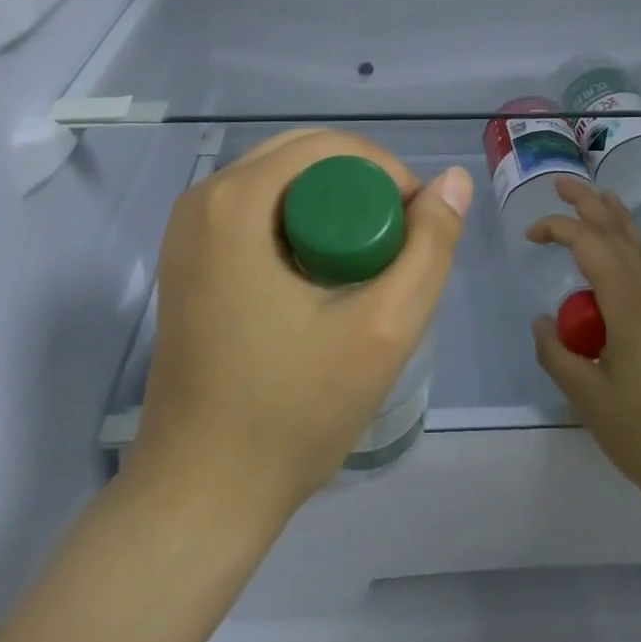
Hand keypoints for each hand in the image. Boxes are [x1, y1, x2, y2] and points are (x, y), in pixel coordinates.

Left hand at [135, 129, 471, 525]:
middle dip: (360, 188)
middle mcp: (202, 199)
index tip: (416, 228)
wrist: (201, 495)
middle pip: (303, 157)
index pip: (330, 146)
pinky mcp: (187, 258)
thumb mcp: (382, 329)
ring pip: (281, 182)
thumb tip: (453, 180)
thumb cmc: (291, 412)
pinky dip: (300, 224)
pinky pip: (257, 211)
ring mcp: (187, 230)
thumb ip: (429, 247)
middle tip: (396, 246)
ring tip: (367, 265)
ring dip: (332, 206)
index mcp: (234, 201)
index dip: (387, 173)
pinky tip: (323, 275)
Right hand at [528, 177, 640, 530]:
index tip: (530, 235)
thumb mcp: (588, 399)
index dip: (558, 229)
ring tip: (596, 198)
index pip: (590, 244)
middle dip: (590, 202)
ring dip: (615, 217)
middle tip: (561, 183)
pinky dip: (630, 245)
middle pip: (620, 232)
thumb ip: (556, 354)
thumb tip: (540, 320)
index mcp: (629, 305)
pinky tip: (622, 256)